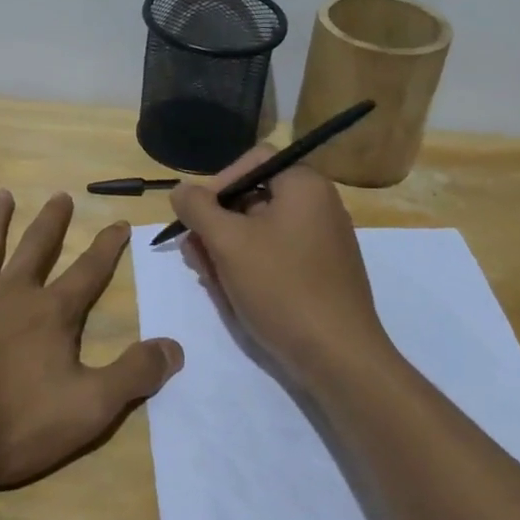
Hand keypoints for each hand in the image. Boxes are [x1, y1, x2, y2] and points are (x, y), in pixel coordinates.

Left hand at [0, 189, 183, 487]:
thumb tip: (176, 346)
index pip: (88, 272)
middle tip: (61, 195)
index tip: (120, 222)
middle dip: (53, 222)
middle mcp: (12, 291)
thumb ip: (133, 375)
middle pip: (38, 247)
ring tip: (3, 194)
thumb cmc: (11, 423)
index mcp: (51, 314)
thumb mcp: (87, 408)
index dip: (107, 248)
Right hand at [169, 146, 389, 389]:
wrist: (338, 357)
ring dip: (226, 249)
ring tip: (208, 277)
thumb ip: (198, 208)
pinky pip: (276, 257)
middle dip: (216, 224)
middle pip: (252, 199)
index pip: (252, 162)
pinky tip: (231, 293)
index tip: (196, 216)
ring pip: (260, 232)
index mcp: (305, 186)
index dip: (218, 183)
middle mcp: (318, 206)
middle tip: (194, 254)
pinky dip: (250, 267)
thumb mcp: (228, 241)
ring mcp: (322, 242)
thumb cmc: (281, 287)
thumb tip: (181, 190)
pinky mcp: (321, 275)